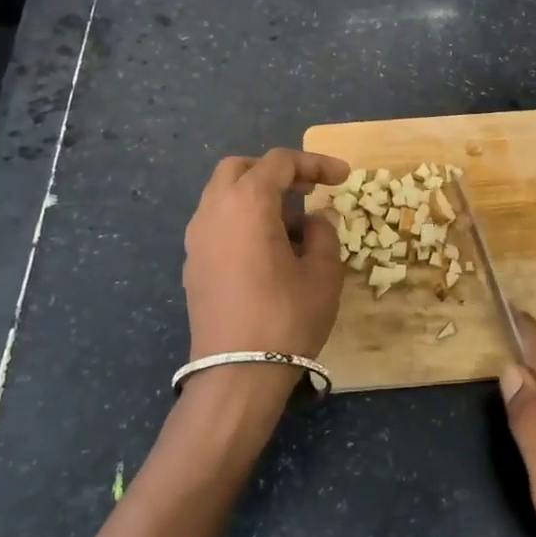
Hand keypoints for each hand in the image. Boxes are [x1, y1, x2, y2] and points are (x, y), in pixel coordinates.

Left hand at [182, 148, 350, 364]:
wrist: (236, 374)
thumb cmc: (286, 316)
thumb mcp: (323, 272)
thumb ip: (323, 233)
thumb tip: (315, 220)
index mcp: (246, 202)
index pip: (280, 163)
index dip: (315, 163)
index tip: (343, 178)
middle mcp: (213, 211)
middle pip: (240, 169)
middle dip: (275, 172)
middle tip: (307, 190)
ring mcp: (196, 239)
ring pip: (223, 196)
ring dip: (257, 198)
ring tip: (293, 227)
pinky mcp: (192, 265)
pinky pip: (217, 224)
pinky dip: (242, 221)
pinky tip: (267, 251)